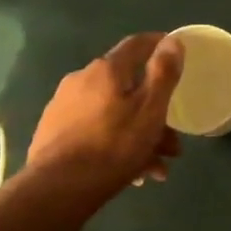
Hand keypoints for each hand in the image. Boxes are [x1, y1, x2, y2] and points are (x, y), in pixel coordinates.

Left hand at [22, 33, 183, 206]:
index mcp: (106, 70)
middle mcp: (81, 80)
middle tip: (172, 142)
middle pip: (127, 88)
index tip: (176, 51)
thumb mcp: (150, 109)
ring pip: (113, 113)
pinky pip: (95, 130)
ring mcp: (64, 107)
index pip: (137, 44)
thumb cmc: (113, 146)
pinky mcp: (54, 132)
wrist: (57, 189)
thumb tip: (171, 41)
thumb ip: (163, 73)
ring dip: (138, 135)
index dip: (158, 44)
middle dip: (154, 112)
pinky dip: (115, 143)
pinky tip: (129, 173)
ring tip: (154, 167)